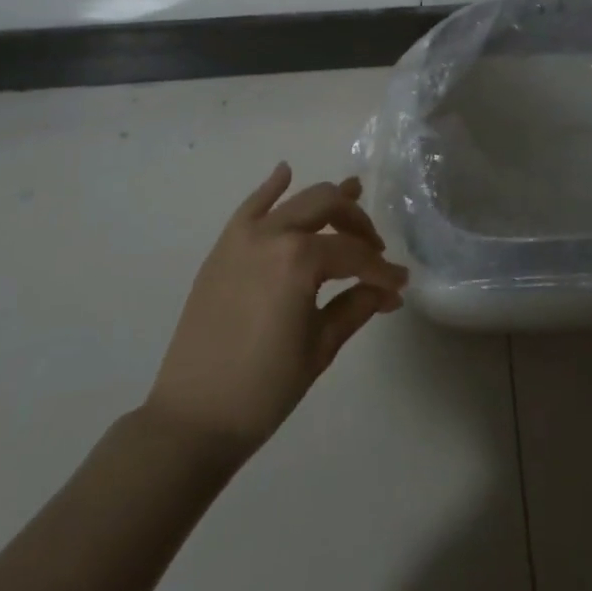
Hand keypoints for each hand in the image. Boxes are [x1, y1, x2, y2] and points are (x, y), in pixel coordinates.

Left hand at [144, 163, 408, 462]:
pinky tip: (286, 172)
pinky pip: (251, 205)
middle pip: (328, 207)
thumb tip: (389, 291)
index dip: (381, 270)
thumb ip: (357, 307)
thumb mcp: (319, 348)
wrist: (192, 419)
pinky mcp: (224, 246)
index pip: (354, 254)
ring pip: (296, 200)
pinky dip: (272, 186)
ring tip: (354, 193)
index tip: (399, 284)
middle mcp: (273, 234)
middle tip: (374, 249)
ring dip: (327, 201)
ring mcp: (244, 236)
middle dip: (358, 223)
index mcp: (300, 260)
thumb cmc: (263, 390)